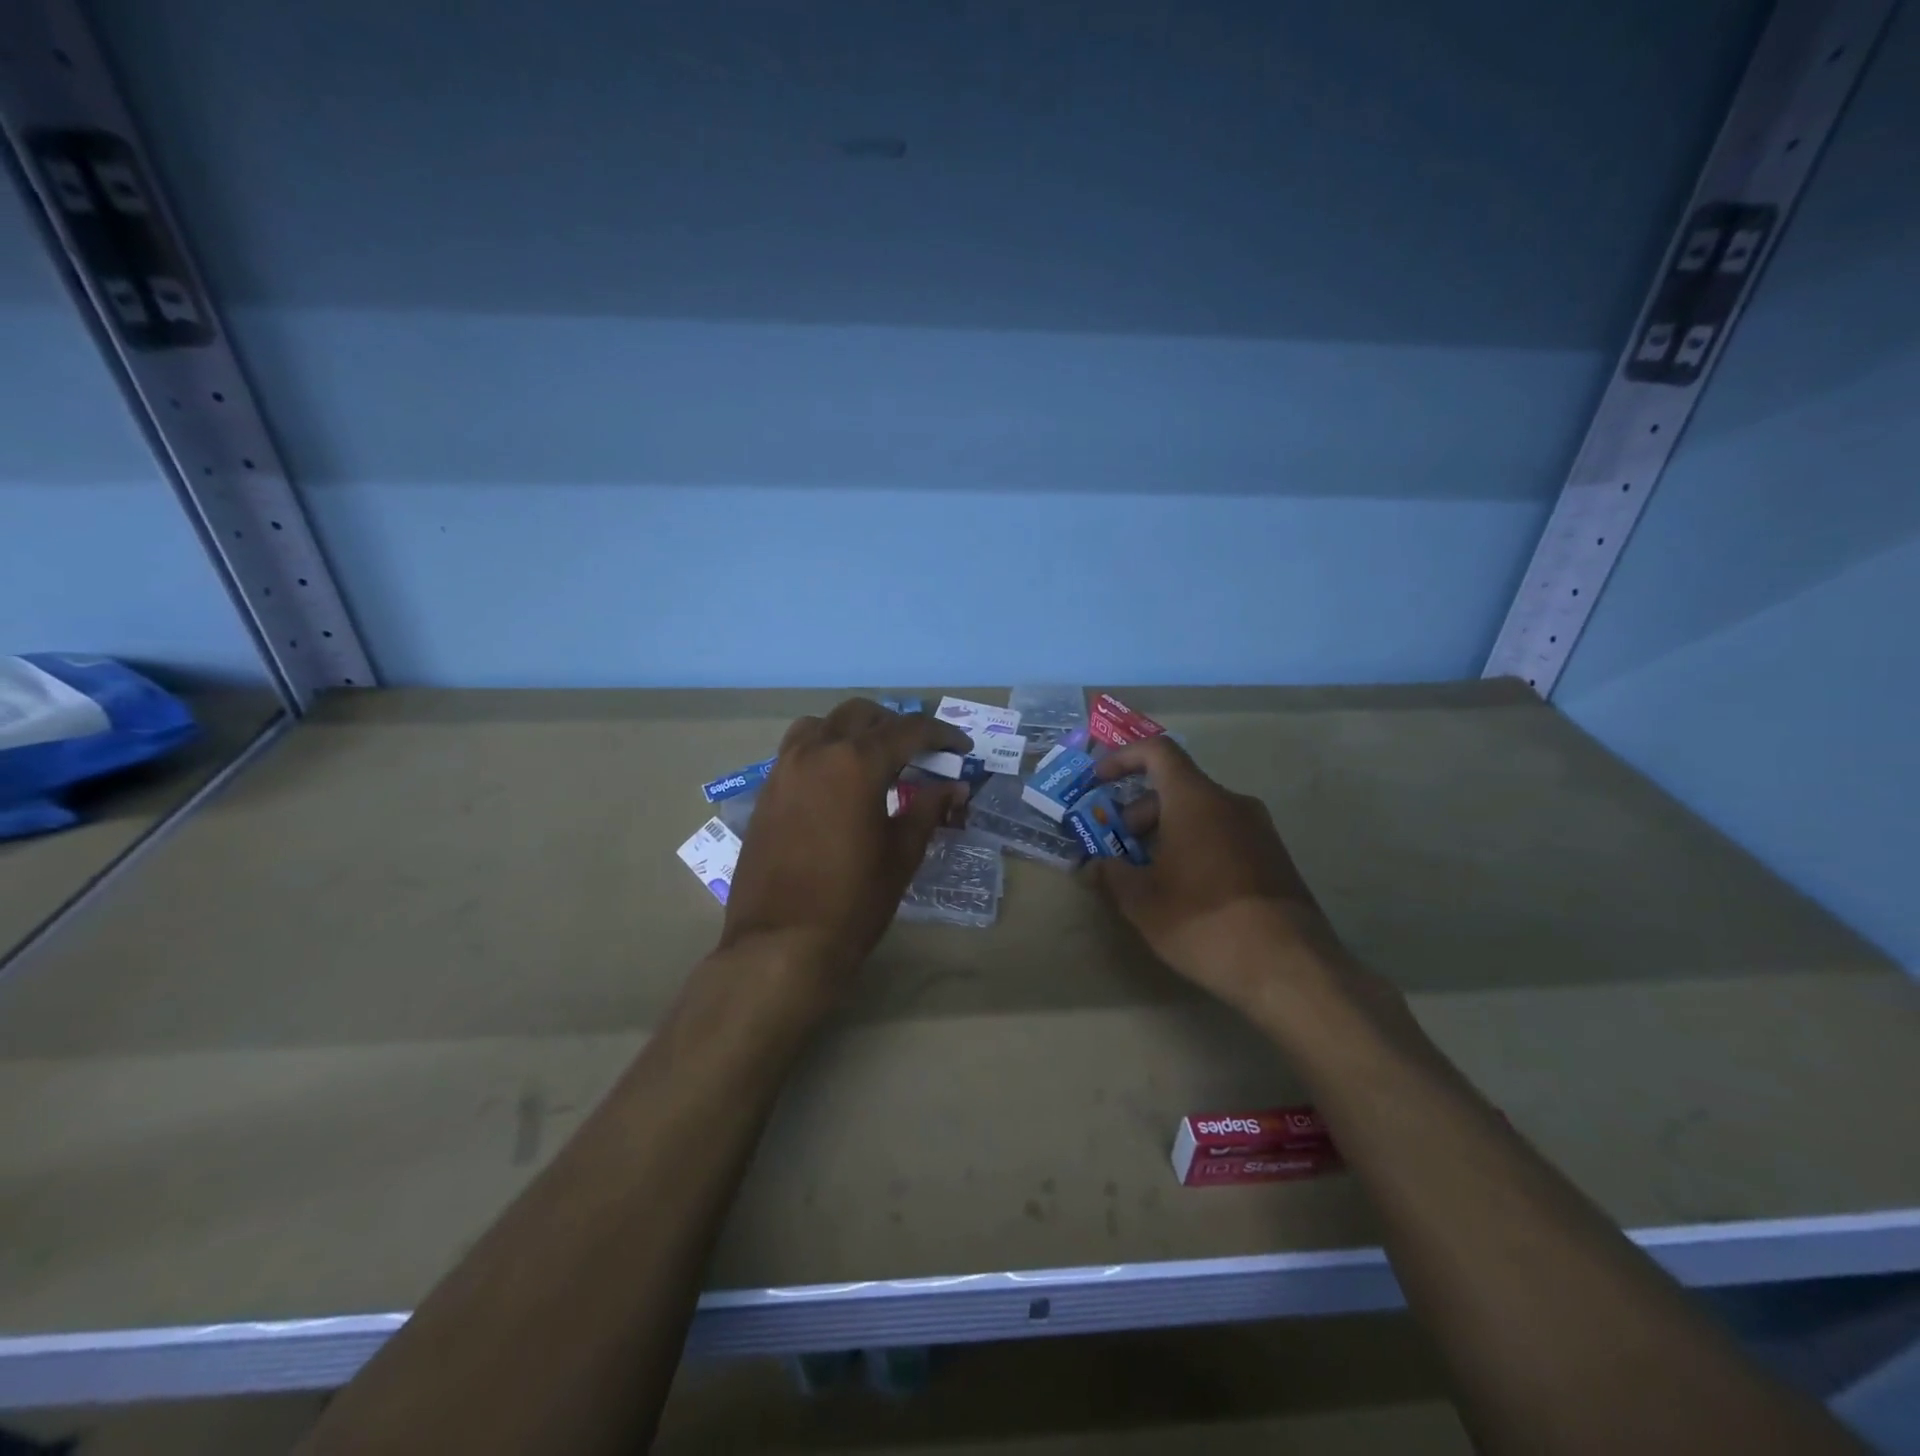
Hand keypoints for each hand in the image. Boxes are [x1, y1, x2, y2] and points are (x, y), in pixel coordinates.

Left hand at [719, 698, 970, 989]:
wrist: (781, 944)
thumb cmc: (853, 901)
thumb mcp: (902, 854)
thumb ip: (928, 810)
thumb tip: (954, 787)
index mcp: (856, 762)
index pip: (908, 730)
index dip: (941, 734)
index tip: (961, 747)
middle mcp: (817, 752)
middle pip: (861, 715)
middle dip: (896, 726)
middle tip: (920, 753)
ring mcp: (784, 769)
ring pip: (822, 724)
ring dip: (853, 730)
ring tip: (873, 759)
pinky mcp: (766, 792)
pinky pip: (797, 750)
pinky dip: (824, 749)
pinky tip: (837, 783)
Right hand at [1089, 736, 1345, 1011]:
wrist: (1289, 967)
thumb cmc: (1203, 921)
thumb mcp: (1142, 902)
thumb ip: (1111, 874)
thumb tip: (1095, 865)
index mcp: (1195, 799)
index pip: (1157, 752)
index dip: (1123, 759)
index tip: (1099, 782)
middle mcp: (1231, 802)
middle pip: (1177, 787)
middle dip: (1139, 813)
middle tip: (1117, 849)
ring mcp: (1259, 829)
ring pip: (1200, 813)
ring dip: (1166, 833)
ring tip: (1147, 876)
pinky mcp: (1274, 857)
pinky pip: (1223, 835)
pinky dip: (1195, 846)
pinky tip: (1184, 890)